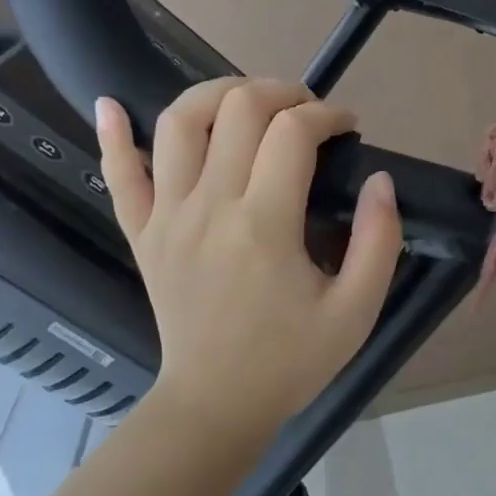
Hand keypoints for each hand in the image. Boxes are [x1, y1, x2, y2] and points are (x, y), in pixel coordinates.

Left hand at [95, 79, 401, 433]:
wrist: (216, 404)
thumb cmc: (290, 359)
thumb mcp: (356, 311)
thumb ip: (380, 241)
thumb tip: (381, 180)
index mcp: (264, 225)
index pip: (293, 132)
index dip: (327, 115)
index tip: (348, 128)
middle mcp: (209, 207)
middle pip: (237, 109)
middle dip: (281, 91)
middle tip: (307, 111)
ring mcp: (167, 216)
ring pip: (179, 122)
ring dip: (216, 93)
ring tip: (248, 101)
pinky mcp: (142, 232)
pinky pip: (119, 173)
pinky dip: (114, 134)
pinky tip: (114, 104)